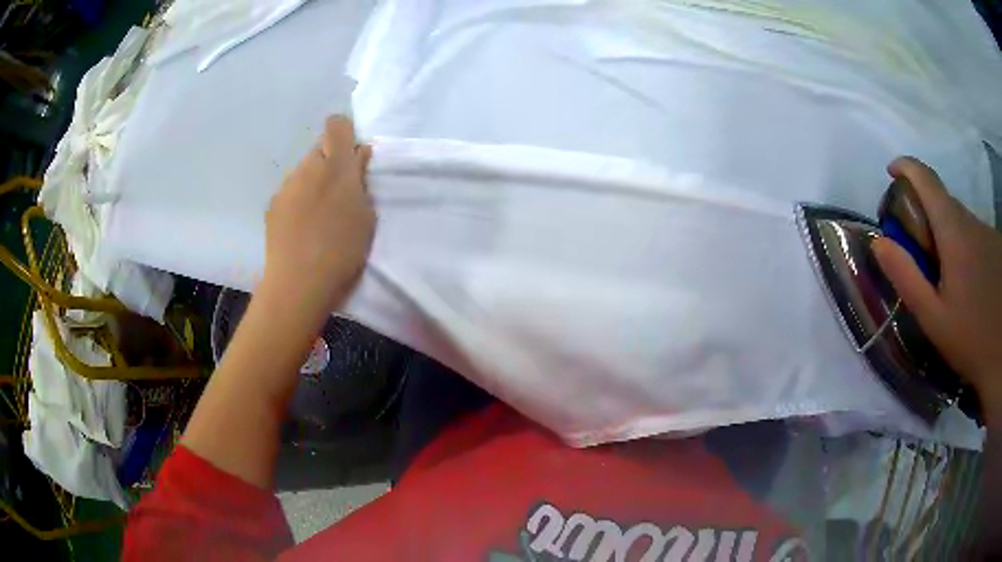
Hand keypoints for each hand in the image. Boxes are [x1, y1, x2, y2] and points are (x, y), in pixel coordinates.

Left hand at [263, 116, 374, 327]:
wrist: (299, 284)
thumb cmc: (342, 250)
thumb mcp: (365, 215)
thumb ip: (361, 179)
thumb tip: (359, 153)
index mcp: (335, 166)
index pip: (336, 125)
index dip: (344, 134)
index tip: (352, 157)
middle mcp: (307, 168)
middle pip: (319, 149)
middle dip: (330, 162)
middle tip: (339, 194)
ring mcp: (286, 186)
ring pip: (303, 171)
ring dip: (313, 182)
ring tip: (319, 216)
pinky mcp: (272, 206)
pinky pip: (290, 192)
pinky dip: (298, 201)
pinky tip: (302, 228)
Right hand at [872, 157, 1001, 412]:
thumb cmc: (970, 338)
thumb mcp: (934, 318)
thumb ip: (907, 278)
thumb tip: (879, 242)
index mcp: (953, 230)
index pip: (926, 179)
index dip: (906, 168)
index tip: (891, 172)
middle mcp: (970, 220)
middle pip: (942, 200)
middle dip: (924, 212)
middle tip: (915, 249)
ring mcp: (985, 231)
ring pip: (959, 218)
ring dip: (945, 231)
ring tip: (944, 276)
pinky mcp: (994, 244)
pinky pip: (972, 232)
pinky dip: (961, 244)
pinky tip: (966, 280)